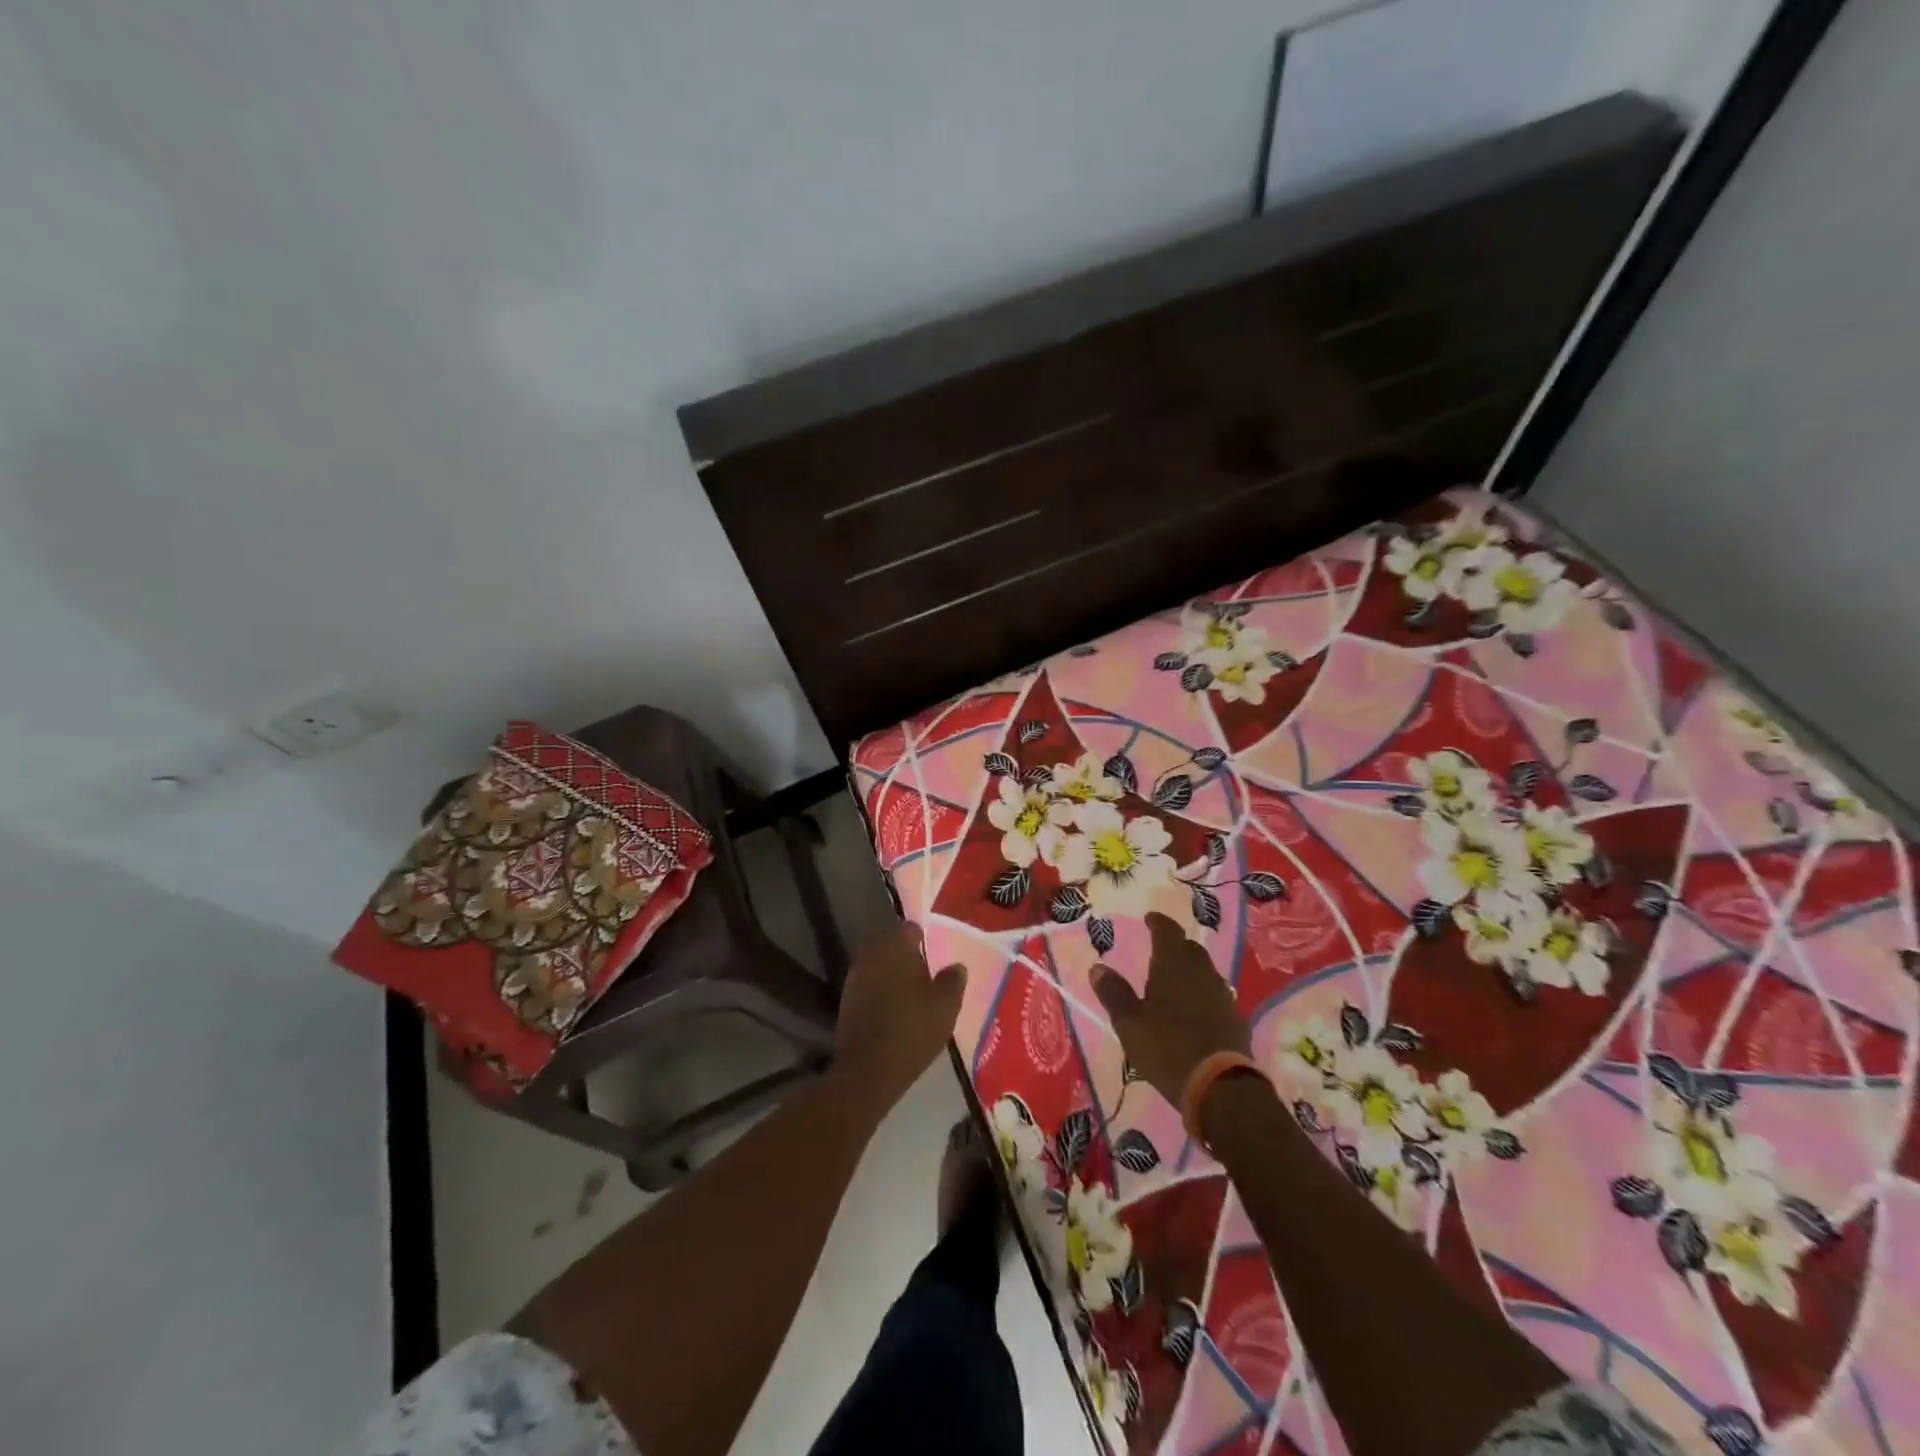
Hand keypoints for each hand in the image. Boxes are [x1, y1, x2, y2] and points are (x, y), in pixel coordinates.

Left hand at [832, 922, 965, 1111]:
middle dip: (906, 955)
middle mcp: (871, 954)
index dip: (924, 938)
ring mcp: (855, 978)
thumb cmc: (912, 1029)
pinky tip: (895, 1009)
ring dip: (893, 974)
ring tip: (913, 993)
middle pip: (890, 945)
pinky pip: (869, 985)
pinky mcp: (847, 1001)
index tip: (935, 953)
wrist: (868, 1070)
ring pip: (878, 965)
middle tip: (926, 972)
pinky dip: (881, 991)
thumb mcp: (946, 1005)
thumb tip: (957, 966)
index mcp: (895, 946)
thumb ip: (953, 980)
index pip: (909, 928)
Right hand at [1093, 912, 1249, 1105]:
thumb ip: (1114, 993)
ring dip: (1190, 969)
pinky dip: (1202, 993)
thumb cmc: (1167, 1048)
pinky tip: (1194, 1009)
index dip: (1158, 923)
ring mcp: (1223, 995)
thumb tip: (1098, 967)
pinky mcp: (1235, 1019)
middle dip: (1175, 945)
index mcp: (1173, 965)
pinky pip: (1216, 995)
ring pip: (1205, 971)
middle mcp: (1202, 972)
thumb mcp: (1129, 1023)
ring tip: (1174, 980)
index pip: (1168, 931)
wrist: (1220, 1088)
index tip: (1150, 919)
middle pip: (1190, 949)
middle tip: (1160, 950)